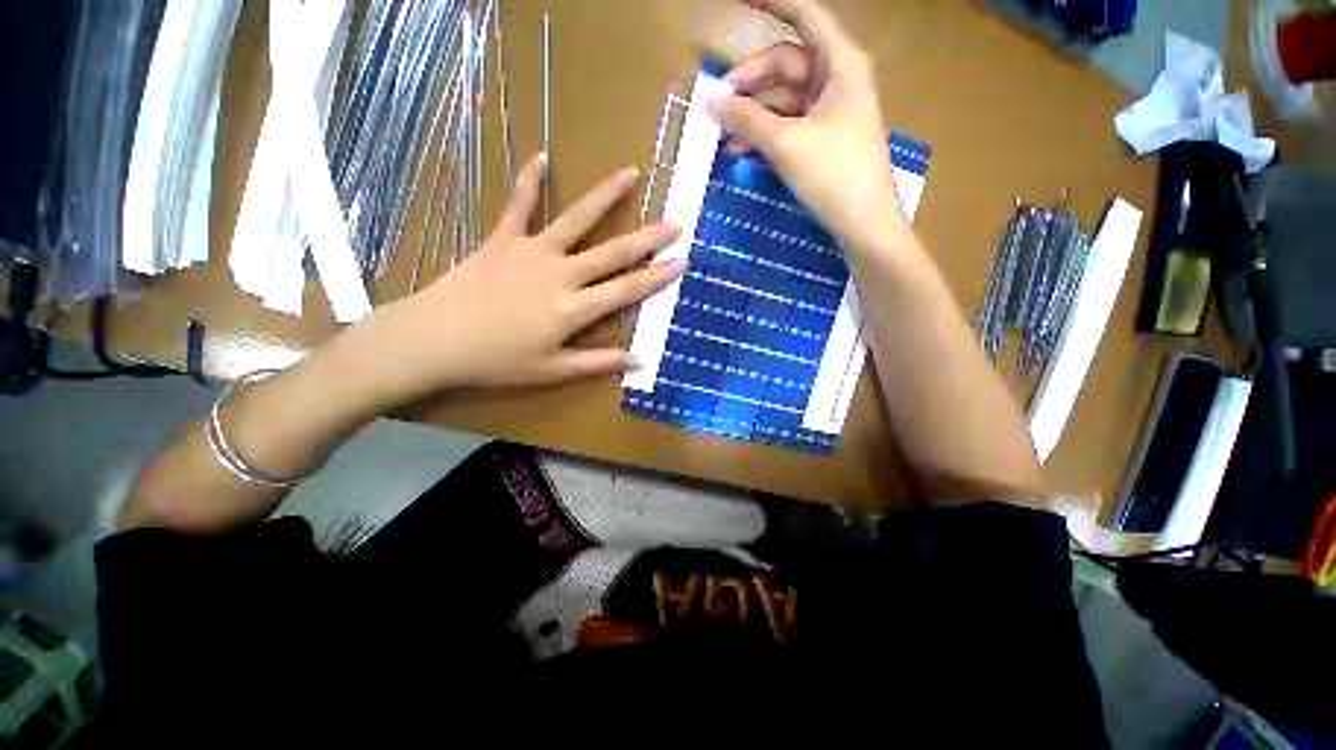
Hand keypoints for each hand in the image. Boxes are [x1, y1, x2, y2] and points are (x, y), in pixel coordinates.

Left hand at [365, 153, 684, 398]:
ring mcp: (532, 251)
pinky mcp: (503, 239)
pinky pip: (519, 205)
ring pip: (576, 219)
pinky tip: (542, 157)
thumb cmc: (497, 361)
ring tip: (630, 173)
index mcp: (574, 308)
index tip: (683, 261)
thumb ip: (597, 363)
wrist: (435, 340)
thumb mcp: (553, 370)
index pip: (627, 289)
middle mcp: (561, 273)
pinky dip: (530, 182)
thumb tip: (638, 362)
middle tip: (675, 221)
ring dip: (605, 196)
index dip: (657, 277)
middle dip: (648, 238)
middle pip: (613, 252)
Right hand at [707, 0, 902, 247]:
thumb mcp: (786, 144)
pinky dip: (766, 134)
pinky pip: (789, 125)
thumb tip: (711, 102)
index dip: (773, 3)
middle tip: (718, 106)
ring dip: (753, 116)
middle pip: (785, 65)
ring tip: (725, 137)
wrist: (864, 223)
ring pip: (784, 100)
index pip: (804, 16)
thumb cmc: (833, 175)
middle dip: (750, 83)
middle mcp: (837, 80)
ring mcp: (831, 112)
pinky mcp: (824, 139)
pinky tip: (743, 150)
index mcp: (840, 64)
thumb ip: (747, 120)